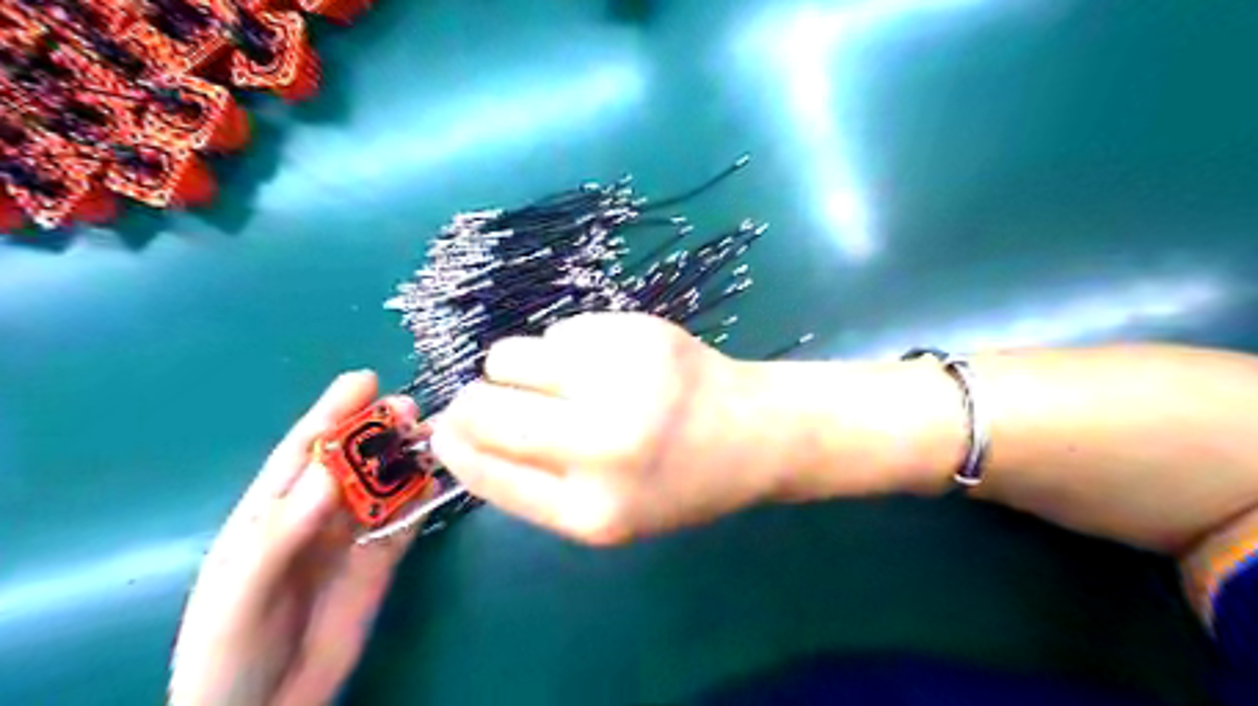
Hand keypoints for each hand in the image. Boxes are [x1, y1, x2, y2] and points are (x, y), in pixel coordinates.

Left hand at [169, 373, 416, 703]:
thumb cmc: (228, 650)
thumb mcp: (243, 592)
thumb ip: (283, 532)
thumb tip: (330, 473)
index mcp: (272, 511)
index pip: (304, 450)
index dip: (332, 412)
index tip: (366, 380)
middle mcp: (317, 514)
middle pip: (354, 460)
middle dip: (381, 430)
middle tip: (411, 410)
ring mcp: (353, 536)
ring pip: (387, 484)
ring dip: (410, 459)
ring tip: (438, 438)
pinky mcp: (382, 560)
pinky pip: (407, 521)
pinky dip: (424, 498)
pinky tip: (440, 482)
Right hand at [429, 313, 772, 545]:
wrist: (753, 432)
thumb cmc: (677, 482)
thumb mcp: (607, 513)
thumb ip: (533, 483)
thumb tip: (456, 434)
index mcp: (593, 510)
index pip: (485, 469)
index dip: (454, 445)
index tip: (445, 429)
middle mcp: (603, 443)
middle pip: (484, 408)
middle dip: (472, 403)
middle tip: (489, 399)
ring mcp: (621, 378)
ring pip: (509, 355)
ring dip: (517, 369)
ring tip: (560, 381)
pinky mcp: (636, 331)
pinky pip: (558, 331)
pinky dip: (566, 348)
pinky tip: (607, 363)